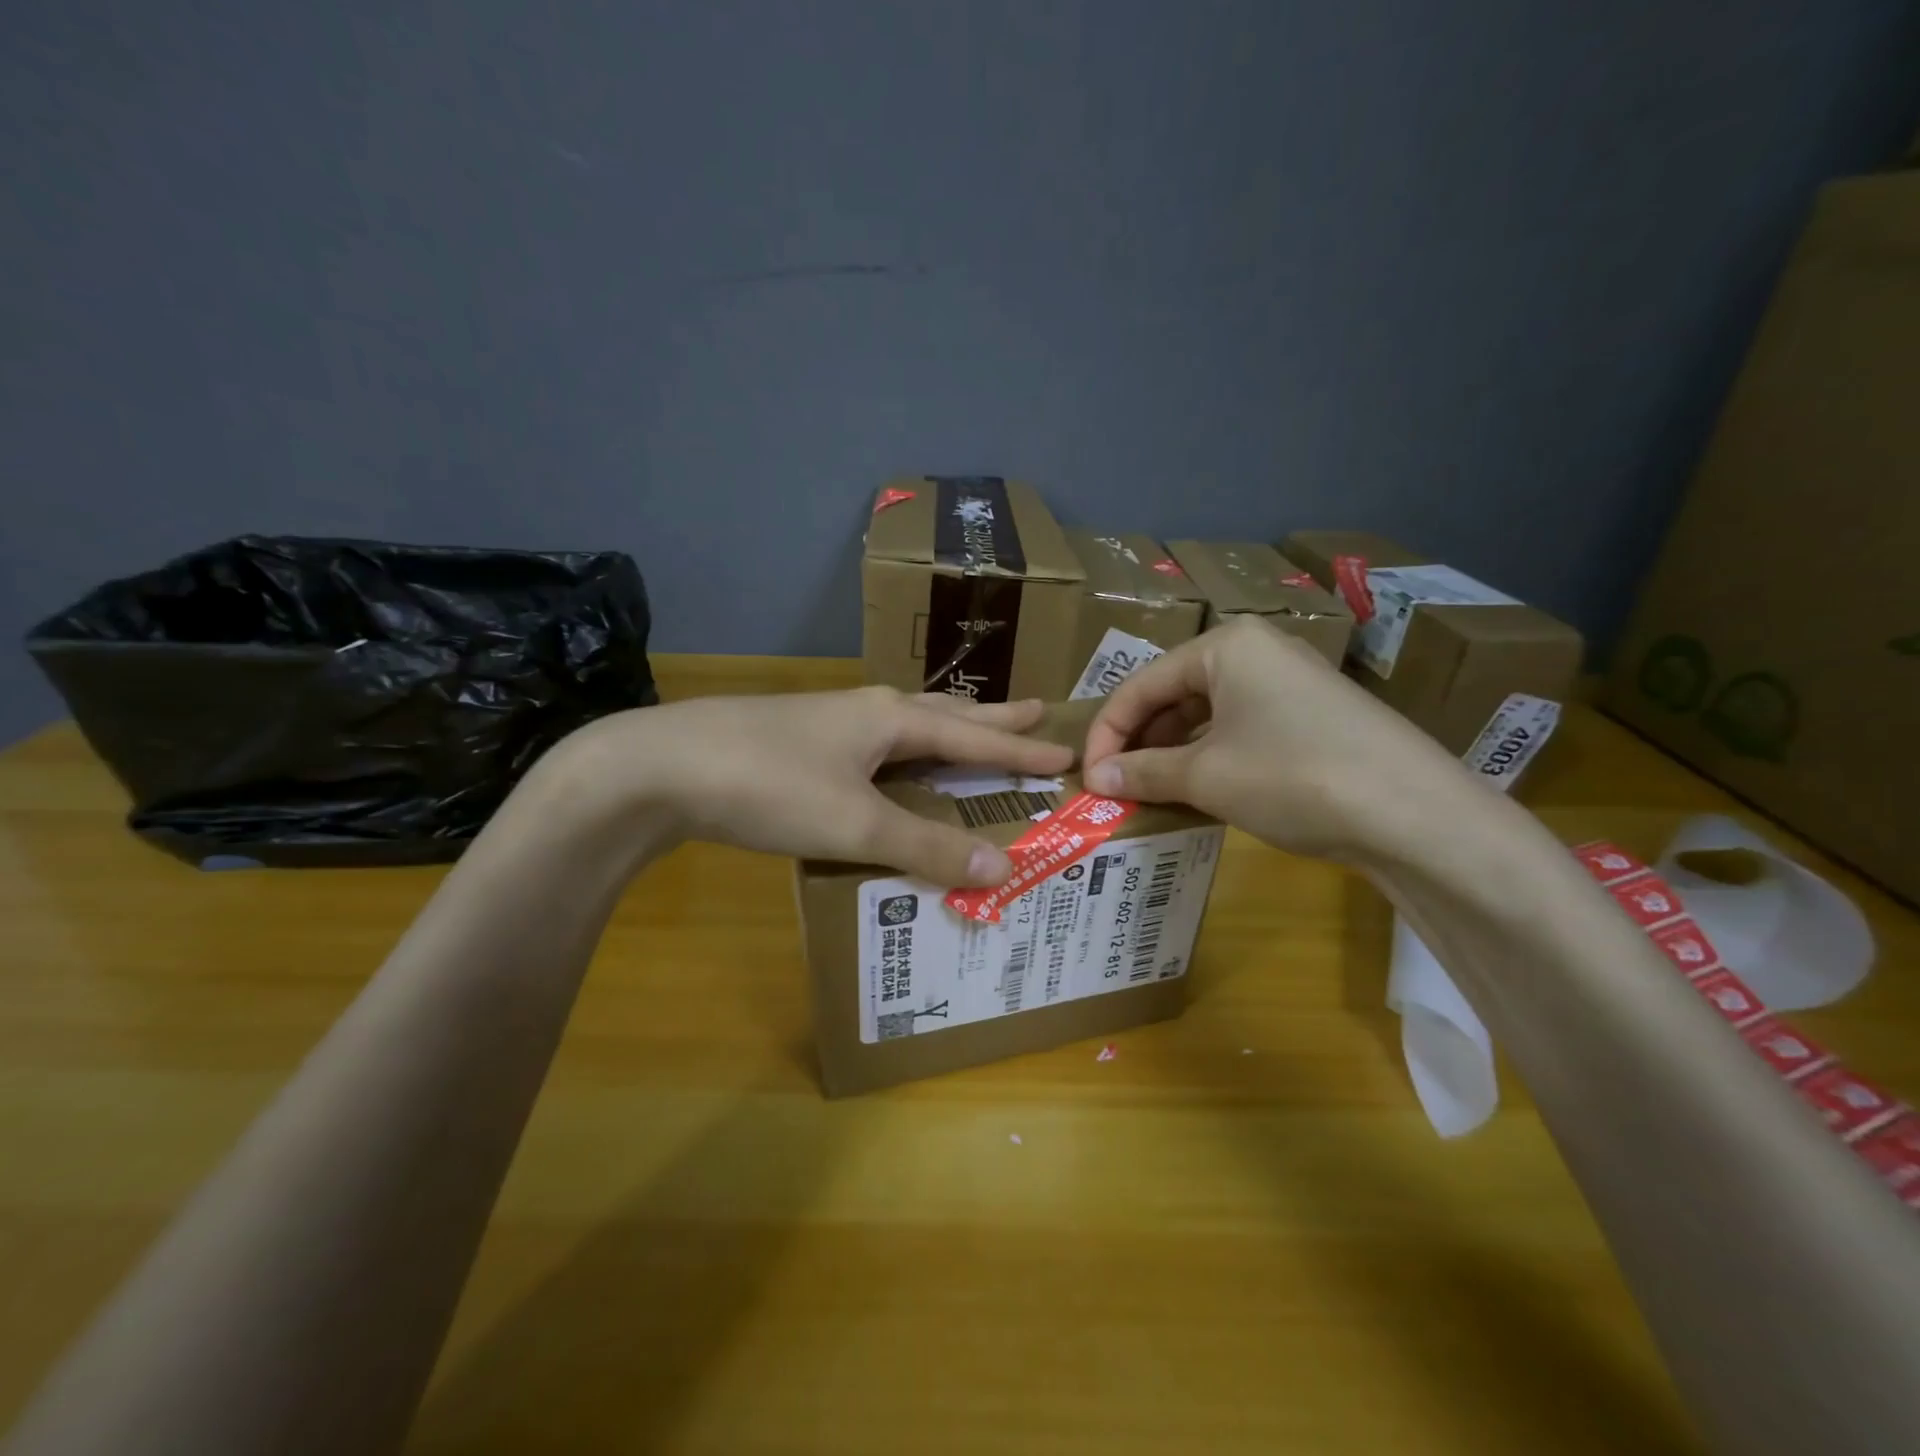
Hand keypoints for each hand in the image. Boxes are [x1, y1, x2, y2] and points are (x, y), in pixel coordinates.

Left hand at [570, 687, 1073, 884]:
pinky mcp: (797, 743)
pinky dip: (903, 757)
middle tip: (1036, 713)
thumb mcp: (856, 823)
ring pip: (905, 727)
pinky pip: (873, 748)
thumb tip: (1004, 867)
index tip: (1067, 750)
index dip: (1022, 748)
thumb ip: (927, 846)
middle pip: (945, 713)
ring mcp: (828, 723)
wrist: (660, 766)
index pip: (974, 734)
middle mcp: (866, 711)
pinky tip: (890, 769)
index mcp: (890, 719)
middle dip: (992, 719)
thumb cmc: (769, 786)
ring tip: (972, 736)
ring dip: (946, 732)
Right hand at [1081, 617, 1465, 857]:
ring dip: (1172, 753)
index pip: (1140, 685)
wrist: (1415, 814)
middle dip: (1139, 742)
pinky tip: (1199, 790)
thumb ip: (1143, 772)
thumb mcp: (1206, 776)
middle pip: (1173, 694)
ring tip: (1150, 792)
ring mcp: (1289, 682)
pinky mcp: (1312, 715)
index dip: (1106, 733)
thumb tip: (1095, 778)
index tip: (1087, 777)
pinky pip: (1240, 728)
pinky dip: (1210, 757)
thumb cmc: (1293, 776)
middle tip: (1115, 786)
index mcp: (1224, 646)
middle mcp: (1256, 651)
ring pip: (1206, 713)